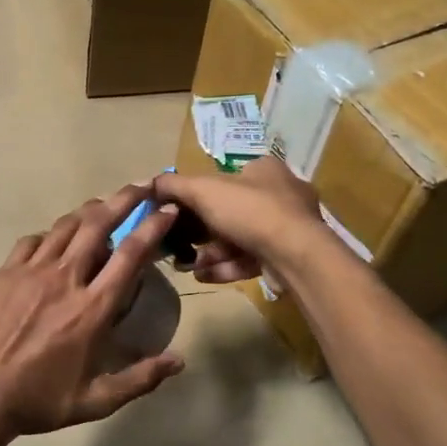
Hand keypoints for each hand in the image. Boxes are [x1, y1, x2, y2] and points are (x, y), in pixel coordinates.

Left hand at [0, 185, 184, 440]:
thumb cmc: (41, 399)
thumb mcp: (97, 400)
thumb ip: (141, 378)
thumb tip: (180, 360)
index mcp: (92, 308)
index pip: (130, 254)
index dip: (152, 226)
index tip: (166, 209)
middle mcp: (65, 279)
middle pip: (98, 224)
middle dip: (124, 199)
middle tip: (142, 185)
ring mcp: (31, 271)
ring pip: (66, 226)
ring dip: (89, 210)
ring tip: (104, 204)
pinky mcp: (5, 272)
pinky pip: (33, 241)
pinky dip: (51, 234)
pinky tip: (56, 240)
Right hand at [154, 158, 326, 284]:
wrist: (296, 255)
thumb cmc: (250, 211)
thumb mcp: (204, 190)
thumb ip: (173, 185)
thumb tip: (149, 184)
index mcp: (263, 170)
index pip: (224, 178)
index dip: (196, 196)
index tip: (174, 214)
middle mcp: (279, 195)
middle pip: (227, 212)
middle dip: (198, 232)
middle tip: (175, 245)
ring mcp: (286, 228)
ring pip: (237, 239)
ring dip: (208, 252)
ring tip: (185, 265)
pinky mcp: (286, 257)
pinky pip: (248, 259)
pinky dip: (224, 266)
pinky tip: (202, 276)